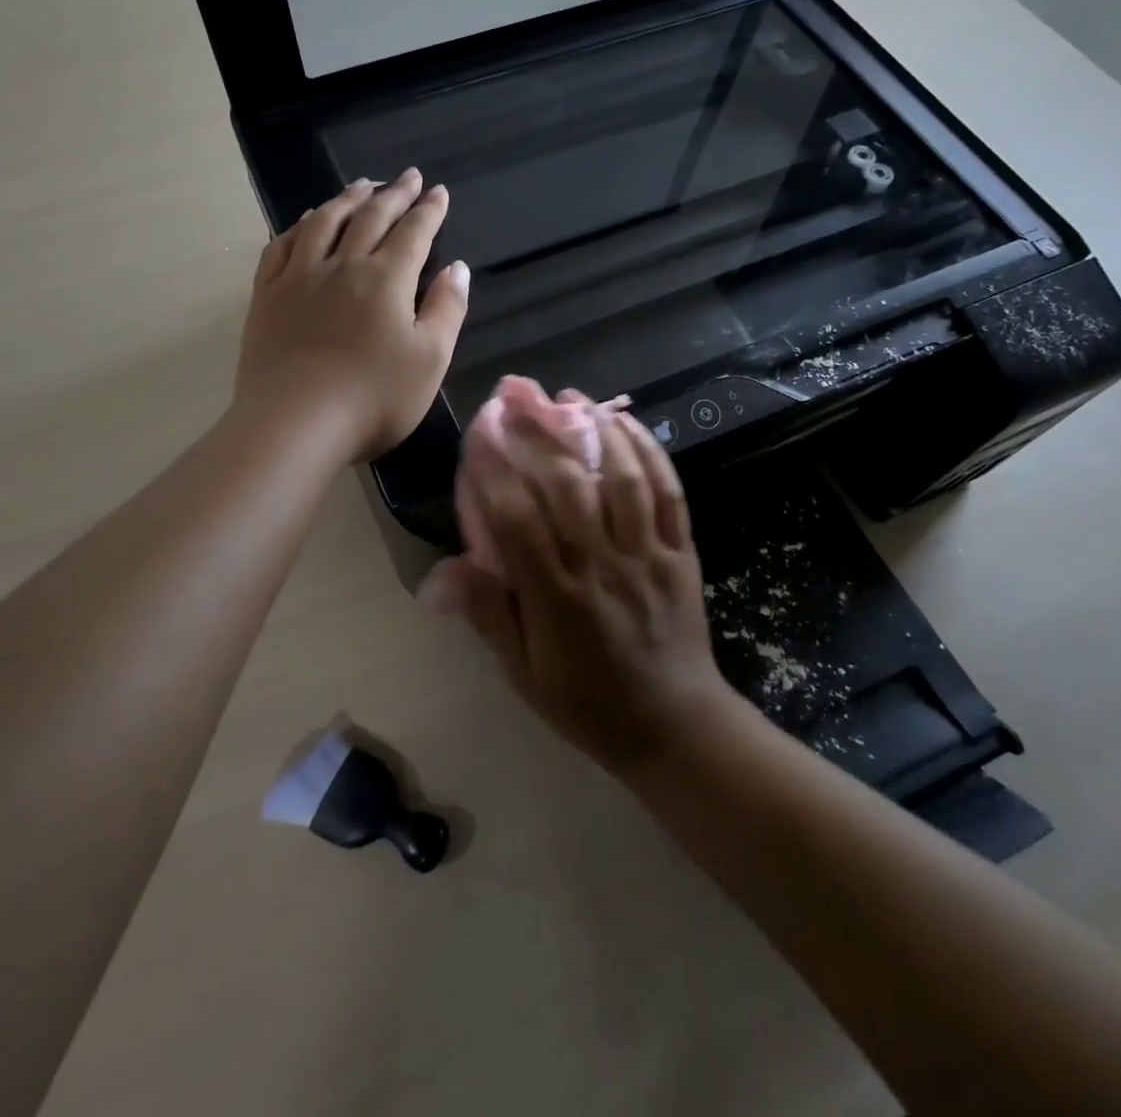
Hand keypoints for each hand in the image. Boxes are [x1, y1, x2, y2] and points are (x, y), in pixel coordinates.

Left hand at [235, 170, 468, 462]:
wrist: (295, 424)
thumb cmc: (374, 398)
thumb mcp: (430, 360)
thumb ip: (447, 309)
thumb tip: (457, 268)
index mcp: (387, 280)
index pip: (414, 233)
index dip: (429, 210)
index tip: (438, 191)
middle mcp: (343, 266)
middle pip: (370, 219)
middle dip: (393, 194)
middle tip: (407, 176)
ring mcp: (299, 278)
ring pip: (324, 223)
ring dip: (347, 199)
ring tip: (361, 185)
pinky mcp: (267, 297)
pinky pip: (281, 247)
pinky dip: (299, 226)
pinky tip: (307, 221)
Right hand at [423, 391, 736, 774]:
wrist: (674, 725)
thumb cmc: (586, 701)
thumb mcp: (523, 672)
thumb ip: (487, 614)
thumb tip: (440, 573)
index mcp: (557, 598)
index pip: (518, 520)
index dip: (495, 470)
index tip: (477, 430)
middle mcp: (603, 566)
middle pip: (568, 487)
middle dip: (539, 434)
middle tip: (517, 395)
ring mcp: (648, 555)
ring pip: (622, 480)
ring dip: (596, 430)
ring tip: (571, 397)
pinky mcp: (681, 552)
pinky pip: (668, 493)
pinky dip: (648, 452)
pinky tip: (626, 423)